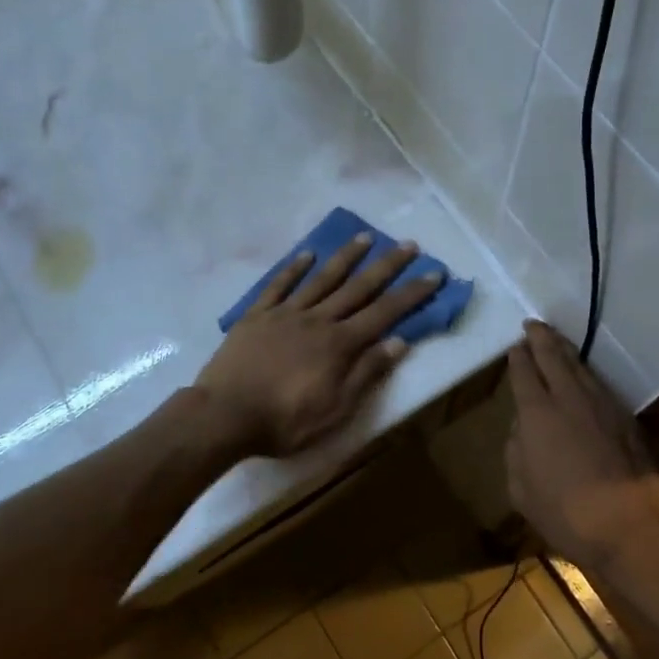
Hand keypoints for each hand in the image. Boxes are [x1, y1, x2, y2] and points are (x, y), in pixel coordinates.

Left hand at [194, 234, 442, 456]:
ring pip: (322, 279)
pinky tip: (307, 255)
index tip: (433, 273)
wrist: (224, 416)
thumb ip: (367, 373)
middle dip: (387, 266)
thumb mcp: (336, 409)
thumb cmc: (285, 421)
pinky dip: (294, 269)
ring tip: (364, 237)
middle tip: (408, 244)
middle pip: (358, 288)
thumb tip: (399, 342)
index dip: (411, 293)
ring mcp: (285, 314)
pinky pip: (279, 286)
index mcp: (340, 344)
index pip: (384, 313)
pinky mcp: (257, 316)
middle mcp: (318, 320)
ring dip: (345, 258)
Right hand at [506, 321, 658, 570]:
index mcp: (537, 413)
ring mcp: (602, 406)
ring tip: (558, 342)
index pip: (524, 373)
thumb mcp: (521, 488)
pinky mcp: (626, 419)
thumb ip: (516, 451)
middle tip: (534, 325)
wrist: (628, 525)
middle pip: (554, 358)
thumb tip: (521, 429)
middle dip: (542, 339)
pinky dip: (588, 375)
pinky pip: (601, 386)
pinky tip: (586, 377)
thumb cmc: (564, 512)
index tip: (516, 346)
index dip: (519, 358)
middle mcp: (569, 399)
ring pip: (581, 368)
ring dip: (567, 352)